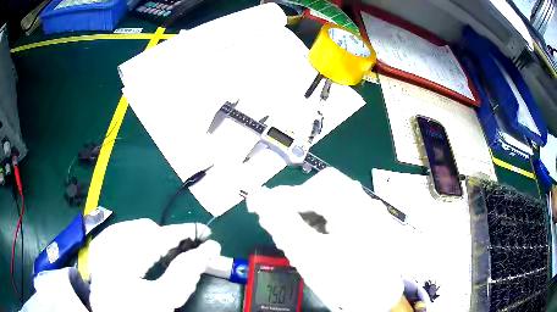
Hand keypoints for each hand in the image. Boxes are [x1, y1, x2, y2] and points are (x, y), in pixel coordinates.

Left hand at [88, 219, 219, 311]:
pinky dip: (137, 238)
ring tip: (166, 253)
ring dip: (153, 237)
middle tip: (185, 250)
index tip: (206, 233)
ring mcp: (99, 247)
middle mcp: (105, 248)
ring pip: (131, 227)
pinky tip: (144, 250)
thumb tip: (207, 251)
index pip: (158, 238)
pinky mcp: (98, 250)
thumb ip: (185, 275)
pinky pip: (120, 232)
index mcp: (120, 263)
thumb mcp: (165, 301)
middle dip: (167, 237)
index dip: (184, 233)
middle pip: (143, 228)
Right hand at [247, 168, 403, 311]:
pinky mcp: (369, 227)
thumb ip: (281, 223)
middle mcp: (367, 204)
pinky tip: (313, 239)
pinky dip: (321, 222)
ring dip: (308, 213)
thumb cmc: (345, 282)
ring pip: (331, 201)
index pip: (311, 188)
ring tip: (292, 234)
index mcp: (356, 206)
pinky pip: (339, 214)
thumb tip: (259, 197)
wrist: (378, 303)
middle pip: (323, 189)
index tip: (259, 207)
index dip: (282, 197)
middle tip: (277, 221)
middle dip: (296, 204)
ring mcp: (371, 215)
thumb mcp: (309, 255)